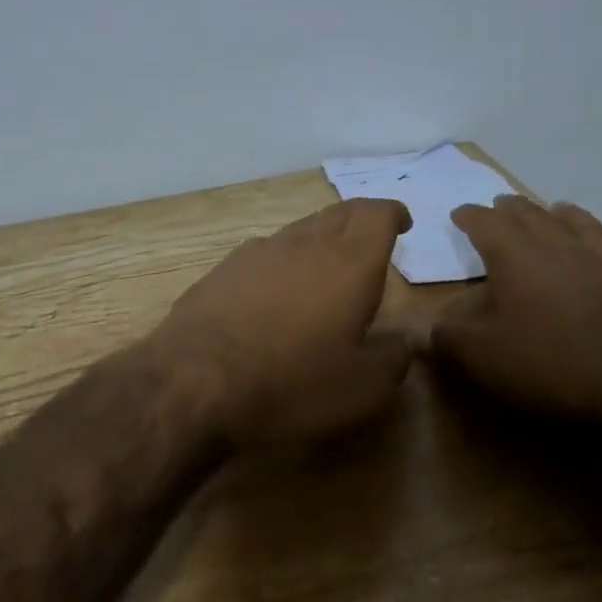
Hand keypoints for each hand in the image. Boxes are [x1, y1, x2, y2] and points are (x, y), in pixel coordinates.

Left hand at [154, 198, 412, 445]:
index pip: (375, 215)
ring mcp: (259, 251)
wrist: (196, 378)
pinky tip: (280, 284)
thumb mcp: (362, 388)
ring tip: (329, 262)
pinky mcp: (225, 267)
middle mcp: (304, 244)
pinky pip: (267, 250)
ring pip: (301, 229)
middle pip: (339, 213)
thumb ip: (393, 358)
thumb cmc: (292, 382)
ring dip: (322, 236)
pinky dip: (286, 257)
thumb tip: (406, 340)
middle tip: (372, 237)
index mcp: (348, 264)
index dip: (392, 213)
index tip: (402, 223)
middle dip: (360, 219)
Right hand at [430, 196, 601, 436]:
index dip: (470, 216)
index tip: (459, 213)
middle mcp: (564, 249)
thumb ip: (444, 338)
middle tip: (502, 203)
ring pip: (588, 229)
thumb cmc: (553, 362)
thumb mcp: (481, 356)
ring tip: (561, 209)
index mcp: (517, 256)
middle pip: (534, 216)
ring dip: (569, 217)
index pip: (486, 223)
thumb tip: (419, 328)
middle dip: (514, 208)